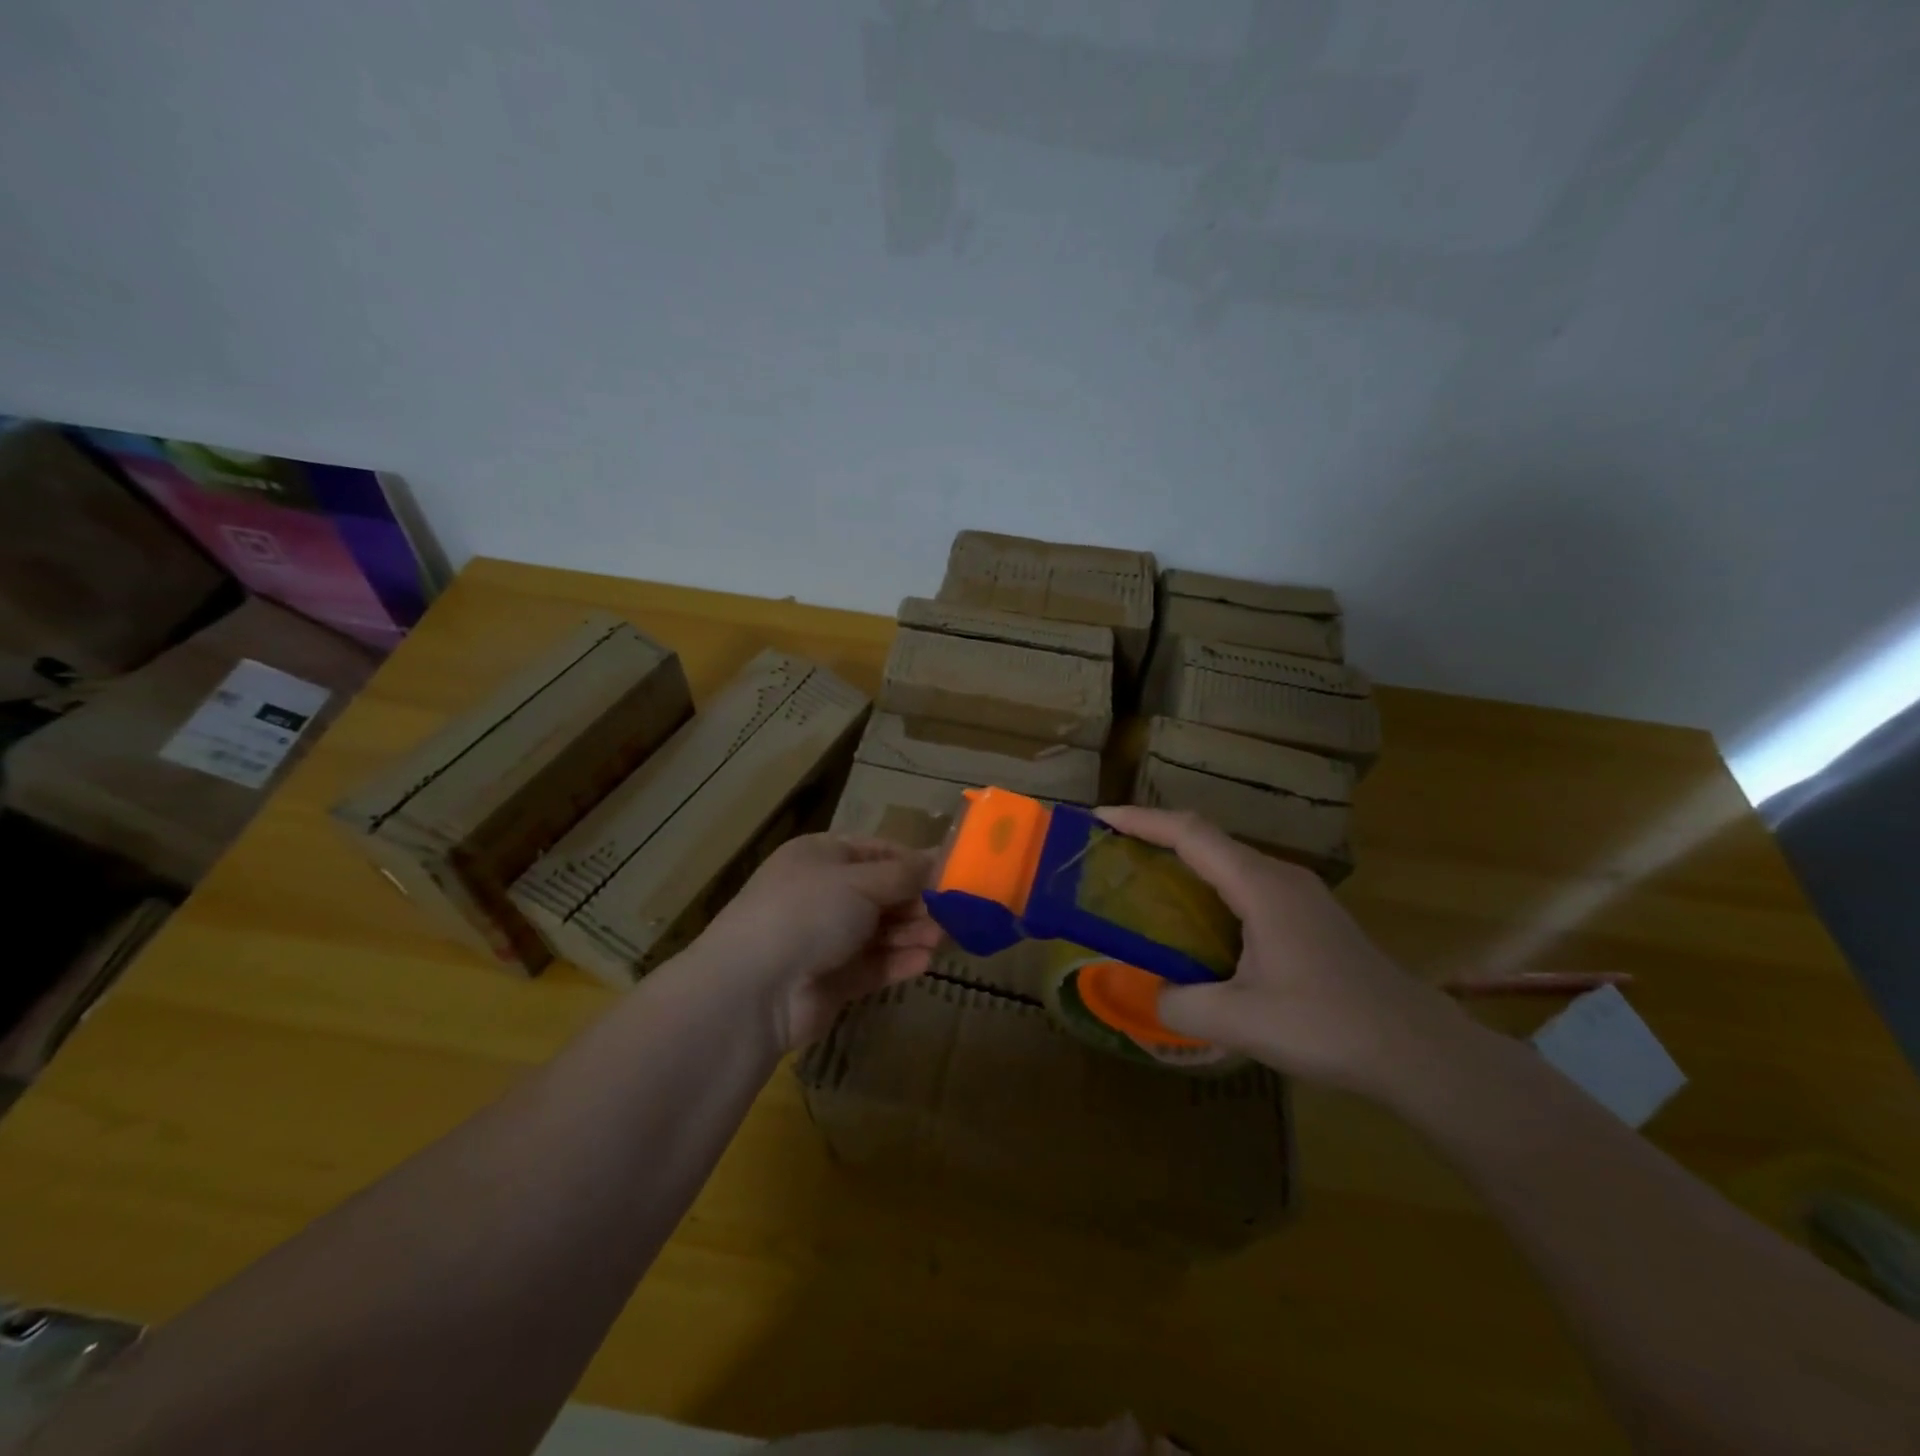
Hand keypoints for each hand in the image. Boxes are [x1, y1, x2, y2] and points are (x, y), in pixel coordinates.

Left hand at [695, 833, 942, 1049]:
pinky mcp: (833, 980)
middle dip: (918, 901)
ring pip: (881, 931)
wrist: (753, 990)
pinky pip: (874, 965)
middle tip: (958, 910)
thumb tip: (940, 859)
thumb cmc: (807, 913)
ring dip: (912, 932)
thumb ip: (904, 874)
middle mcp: (823, 894)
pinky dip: (898, 962)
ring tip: (946, 937)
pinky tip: (926, 961)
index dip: (913, 862)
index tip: (952, 872)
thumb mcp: (860, 882)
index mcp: (821, 857)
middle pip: (882, 893)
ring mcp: (826, 939)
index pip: (876, 852)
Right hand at [1096, 806, 1466, 1095]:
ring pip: (1228, 862)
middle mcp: (1278, 876)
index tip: (1099, 818)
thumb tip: (1150, 994)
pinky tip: (1197, 923)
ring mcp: (1299, 894)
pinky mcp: (1309, 916)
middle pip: (1207, 838)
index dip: (1141, 821)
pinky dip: (1209, 889)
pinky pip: (1246, 885)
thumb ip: (1180, 1004)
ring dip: (1184, 863)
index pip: (1189, 833)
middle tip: (1111, 853)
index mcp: (1259, 885)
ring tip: (1144, 883)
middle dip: (1155, 837)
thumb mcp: (1240, 1021)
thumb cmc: (1328, 1025)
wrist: (1418, 1050)